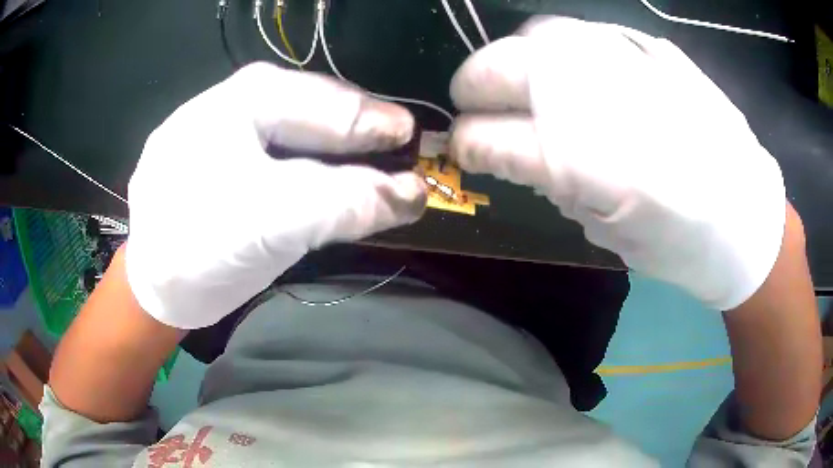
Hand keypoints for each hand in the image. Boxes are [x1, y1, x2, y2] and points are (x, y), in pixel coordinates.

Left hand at [127, 63, 425, 328]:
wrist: (155, 288)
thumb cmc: (198, 249)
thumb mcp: (270, 224)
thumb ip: (342, 203)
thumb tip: (414, 193)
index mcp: (238, 99)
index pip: (322, 101)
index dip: (372, 123)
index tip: (413, 142)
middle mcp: (232, 101)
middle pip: (311, 108)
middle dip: (356, 131)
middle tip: (400, 151)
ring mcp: (225, 126)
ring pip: (295, 128)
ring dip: (336, 148)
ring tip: (373, 164)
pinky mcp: (223, 156)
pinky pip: (278, 150)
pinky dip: (311, 164)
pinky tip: (328, 177)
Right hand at [449, 18, 784, 309]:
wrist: (744, 215)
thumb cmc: (680, 244)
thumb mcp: (608, 233)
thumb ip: (553, 184)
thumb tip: (509, 152)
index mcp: (595, 166)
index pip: (498, 139)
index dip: (468, 143)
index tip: (461, 149)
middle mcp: (605, 99)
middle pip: (506, 67)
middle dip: (472, 86)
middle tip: (473, 105)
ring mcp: (629, 61)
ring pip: (539, 36)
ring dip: (511, 60)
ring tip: (516, 84)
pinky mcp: (650, 49)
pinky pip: (580, 32)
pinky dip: (554, 48)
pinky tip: (562, 70)